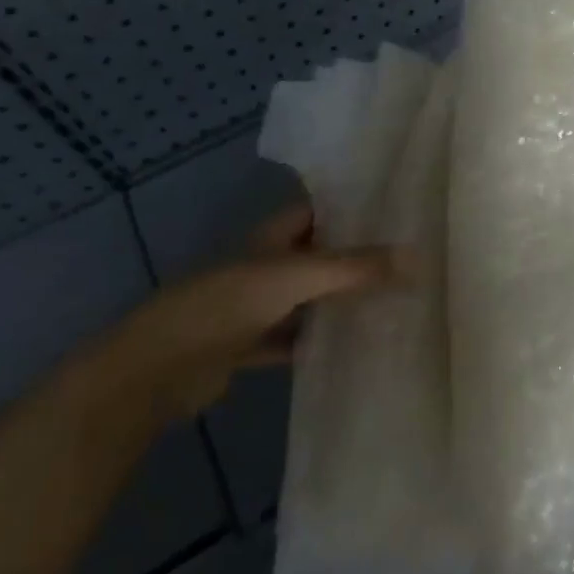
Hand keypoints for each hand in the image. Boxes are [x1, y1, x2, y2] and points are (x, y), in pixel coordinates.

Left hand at [103, 200, 395, 421]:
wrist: (158, 368)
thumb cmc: (226, 304)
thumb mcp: (296, 277)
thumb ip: (354, 269)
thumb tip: (416, 258)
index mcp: (272, 237)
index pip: (318, 209)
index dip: (352, 206)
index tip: (396, 209)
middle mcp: (265, 265)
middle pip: (317, 254)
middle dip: (355, 256)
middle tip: (407, 258)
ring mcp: (255, 307)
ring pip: (307, 298)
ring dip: (338, 301)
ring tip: (391, 299)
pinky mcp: (249, 346)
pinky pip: (293, 339)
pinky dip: (317, 342)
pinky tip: (352, 347)